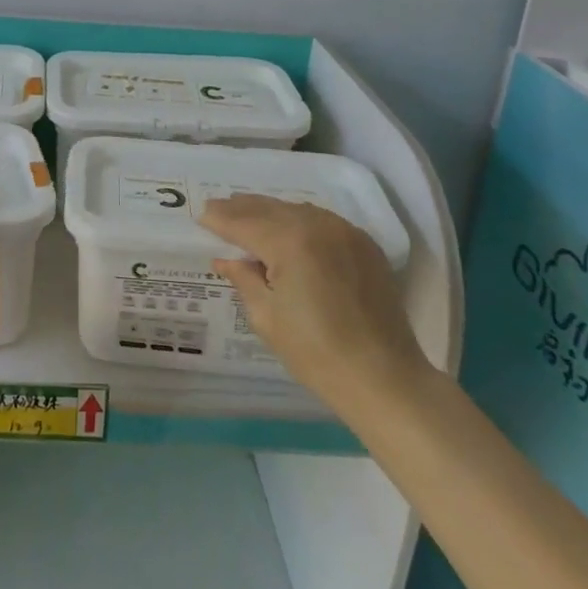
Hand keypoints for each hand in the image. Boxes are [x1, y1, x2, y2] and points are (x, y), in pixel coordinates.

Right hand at [199, 194, 427, 423]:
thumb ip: (244, 279)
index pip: (244, 222)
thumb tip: (226, 259)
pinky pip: (321, 220)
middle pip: (269, 209)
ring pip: (295, 210)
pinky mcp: (364, 244)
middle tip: (217, 208)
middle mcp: (317, 225)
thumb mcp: (267, 318)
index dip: (219, 220)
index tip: (201, 216)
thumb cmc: (317, 354)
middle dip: (241, 209)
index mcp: (290, 242)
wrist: (386, 379)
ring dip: (269, 211)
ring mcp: (344, 231)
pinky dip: (298, 220)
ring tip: (247, 214)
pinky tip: (287, 228)